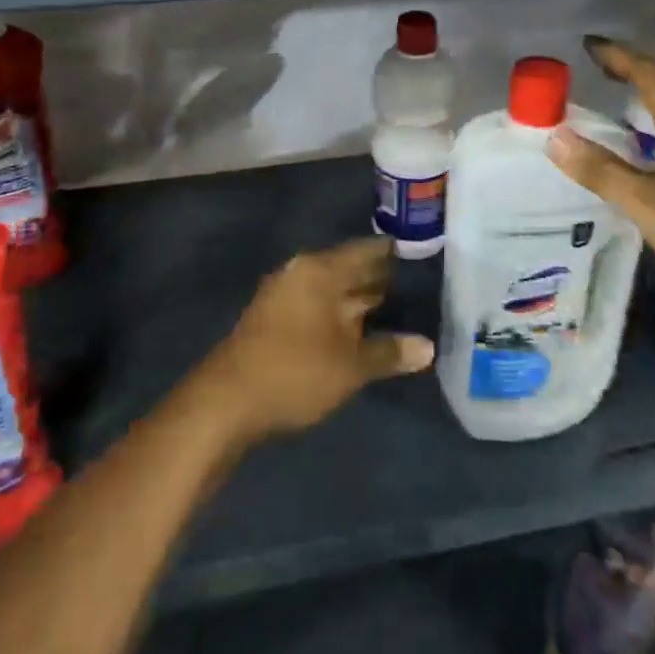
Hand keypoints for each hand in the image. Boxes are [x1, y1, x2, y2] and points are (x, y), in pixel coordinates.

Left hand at [194, 237, 434, 444]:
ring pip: (332, 290)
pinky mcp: (274, 319)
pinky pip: (317, 306)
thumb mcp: (351, 366)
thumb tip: (428, 347)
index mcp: (320, 270)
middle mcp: (301, 273)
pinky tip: (361, 331)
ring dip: (360, 300)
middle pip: (348, 268)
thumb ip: (389, 352)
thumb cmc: (295, 372)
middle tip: (420, 286)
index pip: (366, 251)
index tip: (424, 257)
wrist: (226, 401)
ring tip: (398, 308)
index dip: (395, 255)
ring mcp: (284, 295)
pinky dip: (340, 315)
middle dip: (380, 279)